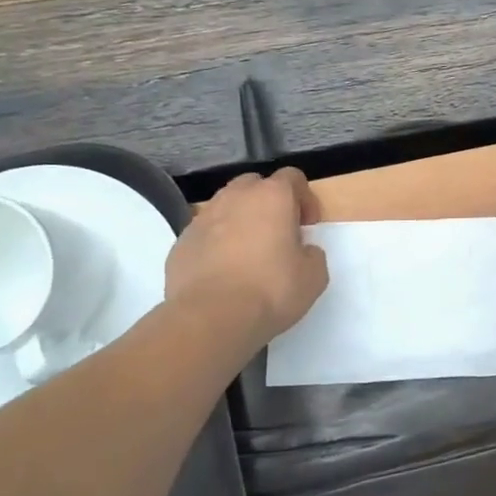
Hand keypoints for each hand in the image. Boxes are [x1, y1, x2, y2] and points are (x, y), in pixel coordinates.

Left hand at [164, 169, 328, 348]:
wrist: (210, 318)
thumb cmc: (271, 290)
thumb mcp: (314, 276)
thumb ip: (312, 254)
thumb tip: (302, 250)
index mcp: (272, 197)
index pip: (292, 177)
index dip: (305, 198)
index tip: (308, 225)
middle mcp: (235, 198)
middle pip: (255, 185)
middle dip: (268, 203)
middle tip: (278, 233)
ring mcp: (203, 218)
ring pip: (226, 206)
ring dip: (240, 220)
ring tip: (248, 253)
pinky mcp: (181, 243)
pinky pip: (205, 233)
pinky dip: (217, 243)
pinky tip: (223, 272)